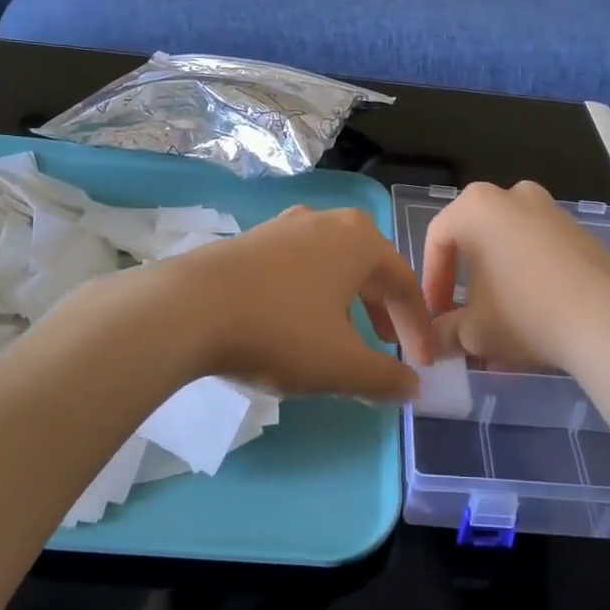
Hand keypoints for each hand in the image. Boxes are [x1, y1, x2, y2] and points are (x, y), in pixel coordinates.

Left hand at [168, 206, 436, 399]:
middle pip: (370, 268)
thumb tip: (412, 388)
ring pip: (332, 265)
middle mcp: (326, 222)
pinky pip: (298, 266)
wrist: (187, 309)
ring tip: (344, 336)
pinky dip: (312, 294)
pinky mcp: (250, 240)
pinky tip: (296, 321)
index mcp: (360, 240)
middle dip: (384, 311)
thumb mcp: (341, 366)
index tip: (423, 363)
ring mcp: (284, 226)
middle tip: (388, 346)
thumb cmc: (280, 331)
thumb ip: (385, 379)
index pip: (405, 285)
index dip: (418, 327)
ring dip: (348, 302)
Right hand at [422, 181, 609, 372]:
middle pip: (475, 239)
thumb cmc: (526, 314)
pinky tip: (534, 314)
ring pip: (509, 244)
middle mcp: (512, 195)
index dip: (432, 282)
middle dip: (466, 281)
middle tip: (464, 317)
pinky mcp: (579, 231)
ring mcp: (550, 209)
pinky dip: (528, 276)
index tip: (436, 316)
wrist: (608, 320)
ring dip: (498, 280)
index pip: (438, 240)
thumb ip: (444, 333)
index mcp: (476, 206)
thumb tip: (434, 342)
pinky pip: (539, 250)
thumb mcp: (473, 332)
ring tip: (500, 322)